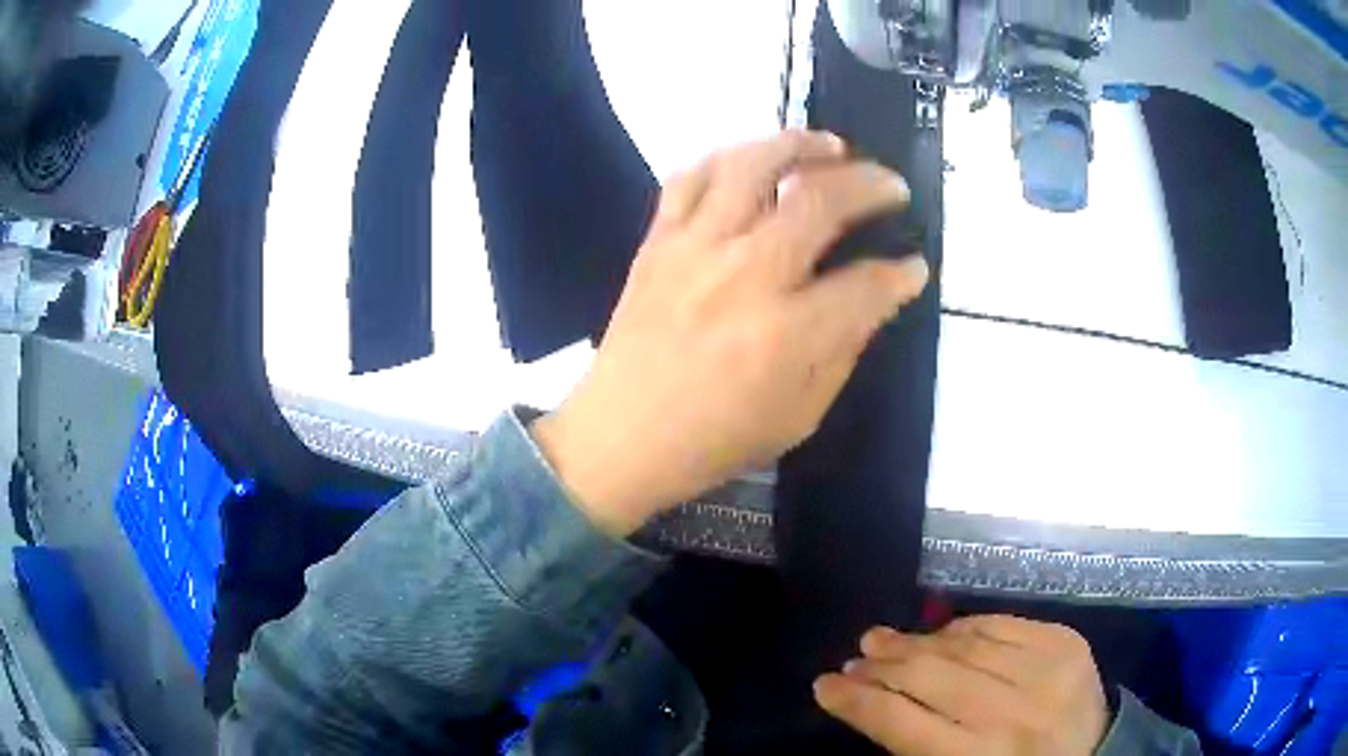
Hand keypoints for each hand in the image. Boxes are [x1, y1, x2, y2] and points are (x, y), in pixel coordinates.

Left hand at [531, 130, 928, 535]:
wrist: (620, 438)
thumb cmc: (714, 440)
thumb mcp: (799, 416)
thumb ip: (843, 351)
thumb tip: (876, 298)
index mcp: (788, 334)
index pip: (866, 285)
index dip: (901, 274)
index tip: (915, 266)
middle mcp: (746, 275)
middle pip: (820, 202)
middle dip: (871, 185)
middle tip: (892, 186)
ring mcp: (695, 249)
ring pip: (752, 166)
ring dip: (800, 144)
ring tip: (830, 145)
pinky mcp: (657, 242)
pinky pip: (690, 177)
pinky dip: (727, 157)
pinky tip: (753, 161)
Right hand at [815, 616, 1111, 755]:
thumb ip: (918, 746)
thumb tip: (876, 704)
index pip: (900, 723)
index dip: (856, 702)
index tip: (824, 686)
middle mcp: (1011, 713)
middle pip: (931, 678)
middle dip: (882, 666)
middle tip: (854, 657)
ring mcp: (1045, 671)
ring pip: (964, 645)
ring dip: (918, 641)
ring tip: (884, 638)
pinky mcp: (1067, 643)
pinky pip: (1005, 624)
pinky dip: (967, 627)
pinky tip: (943, 631)